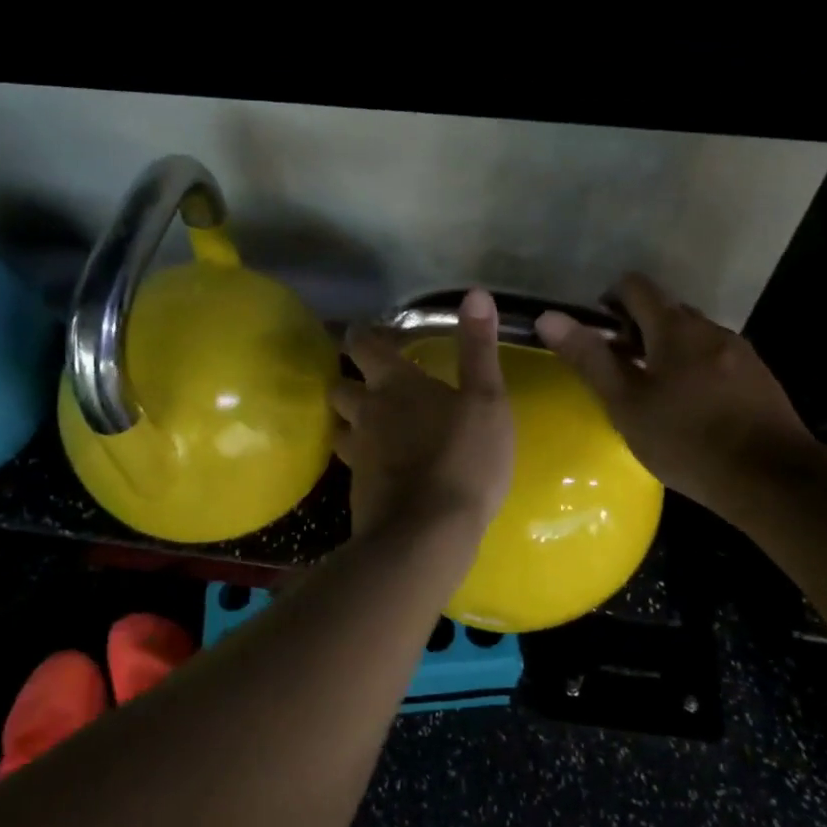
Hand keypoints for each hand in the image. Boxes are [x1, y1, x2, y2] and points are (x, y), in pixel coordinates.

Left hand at [330, 287, 514, 541]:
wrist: (428, 533)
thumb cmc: (464, 457)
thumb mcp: (486, 399)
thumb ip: (478, 348)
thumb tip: (476, 294)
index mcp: (395, 384)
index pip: (363, 345)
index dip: (361, 336)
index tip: (365, 334)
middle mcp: (367, 412)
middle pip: (340, 386)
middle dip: (348, 380)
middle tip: (368, 382)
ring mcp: (358, 453)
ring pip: (339, 426)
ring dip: (349, 421)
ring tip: (368, 424)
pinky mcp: (357, 489)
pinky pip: (351, 463)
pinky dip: (360, 458)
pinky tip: (379, 467)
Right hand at [534, 273, 813, 522]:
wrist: (774, 480)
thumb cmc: (687, 440)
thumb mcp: (626, 403)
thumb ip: (589, 358)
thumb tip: (548, 317)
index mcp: (675, 327)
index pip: (636, 286)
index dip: (610, 298)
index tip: (597, 330)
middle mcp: (710, 328)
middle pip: (666, 309)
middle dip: (637, 327)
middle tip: (617, 366)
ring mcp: (740, 352)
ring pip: (692, 336)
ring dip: (666, 349)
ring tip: (651, 390)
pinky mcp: (759, 378)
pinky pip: (715, 358)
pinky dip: (694, 368)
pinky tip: (690, 407)